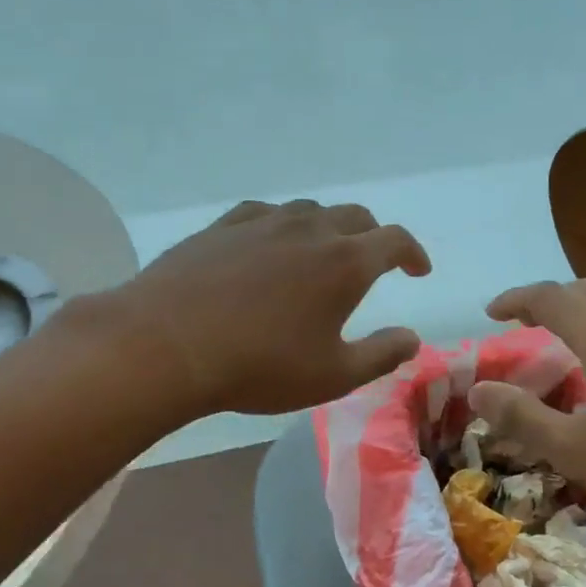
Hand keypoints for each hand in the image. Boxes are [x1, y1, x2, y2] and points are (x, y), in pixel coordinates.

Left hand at [101, 200, 431, 418]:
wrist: (167, 344)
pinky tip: (269, 245)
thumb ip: (381, 354)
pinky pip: (264, 214)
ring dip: (327, 228)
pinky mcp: (222, 226)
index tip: (418, 270)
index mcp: (345, 262)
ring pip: (309, 211)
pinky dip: (282, 226)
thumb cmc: (260, 365)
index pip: (394, 240)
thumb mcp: (332, 375)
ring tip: (322, 253)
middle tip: (374, 261)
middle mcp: (309, 229)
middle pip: (355, 216)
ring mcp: (262, 222)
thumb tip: (412, 338)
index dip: (413, 252)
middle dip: (373, 236)